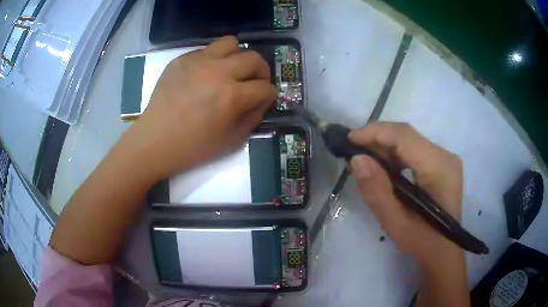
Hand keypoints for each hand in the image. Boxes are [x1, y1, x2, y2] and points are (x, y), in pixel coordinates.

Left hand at [120, 36, 275, 180]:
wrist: (155, 141)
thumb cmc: (192, 147)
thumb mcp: (231, 141)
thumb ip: (253, 117)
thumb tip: (261, 100)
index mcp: (231, 96)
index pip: (265, 87)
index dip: (269, 95)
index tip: (264, 100)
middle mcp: (217, 72)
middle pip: (254, 58)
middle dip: (261, 72)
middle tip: (253, 82)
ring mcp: (197, 62)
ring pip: (231, 43)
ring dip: (237, 56)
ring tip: (230, 70)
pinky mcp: (181, 59)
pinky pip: (206, 50)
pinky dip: (213, 60)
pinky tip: (205, 75)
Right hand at [348, 122, 463, 263]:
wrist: (443, 249)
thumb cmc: (422, 241)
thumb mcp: (395, 223)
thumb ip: (377, 191)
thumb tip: (357, 159)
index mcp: (438, 168)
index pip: (404, 137)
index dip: (375, 133)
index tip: (349, 139)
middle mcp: (445, 156)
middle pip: (406, 135)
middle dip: (377, 138)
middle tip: (353, 151)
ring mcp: (444, 158)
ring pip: (409, 140)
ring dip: (385, 146)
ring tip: (365, 160)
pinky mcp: (441, 162)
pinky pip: (414, 149)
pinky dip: (395, 154)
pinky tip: (383, 167)